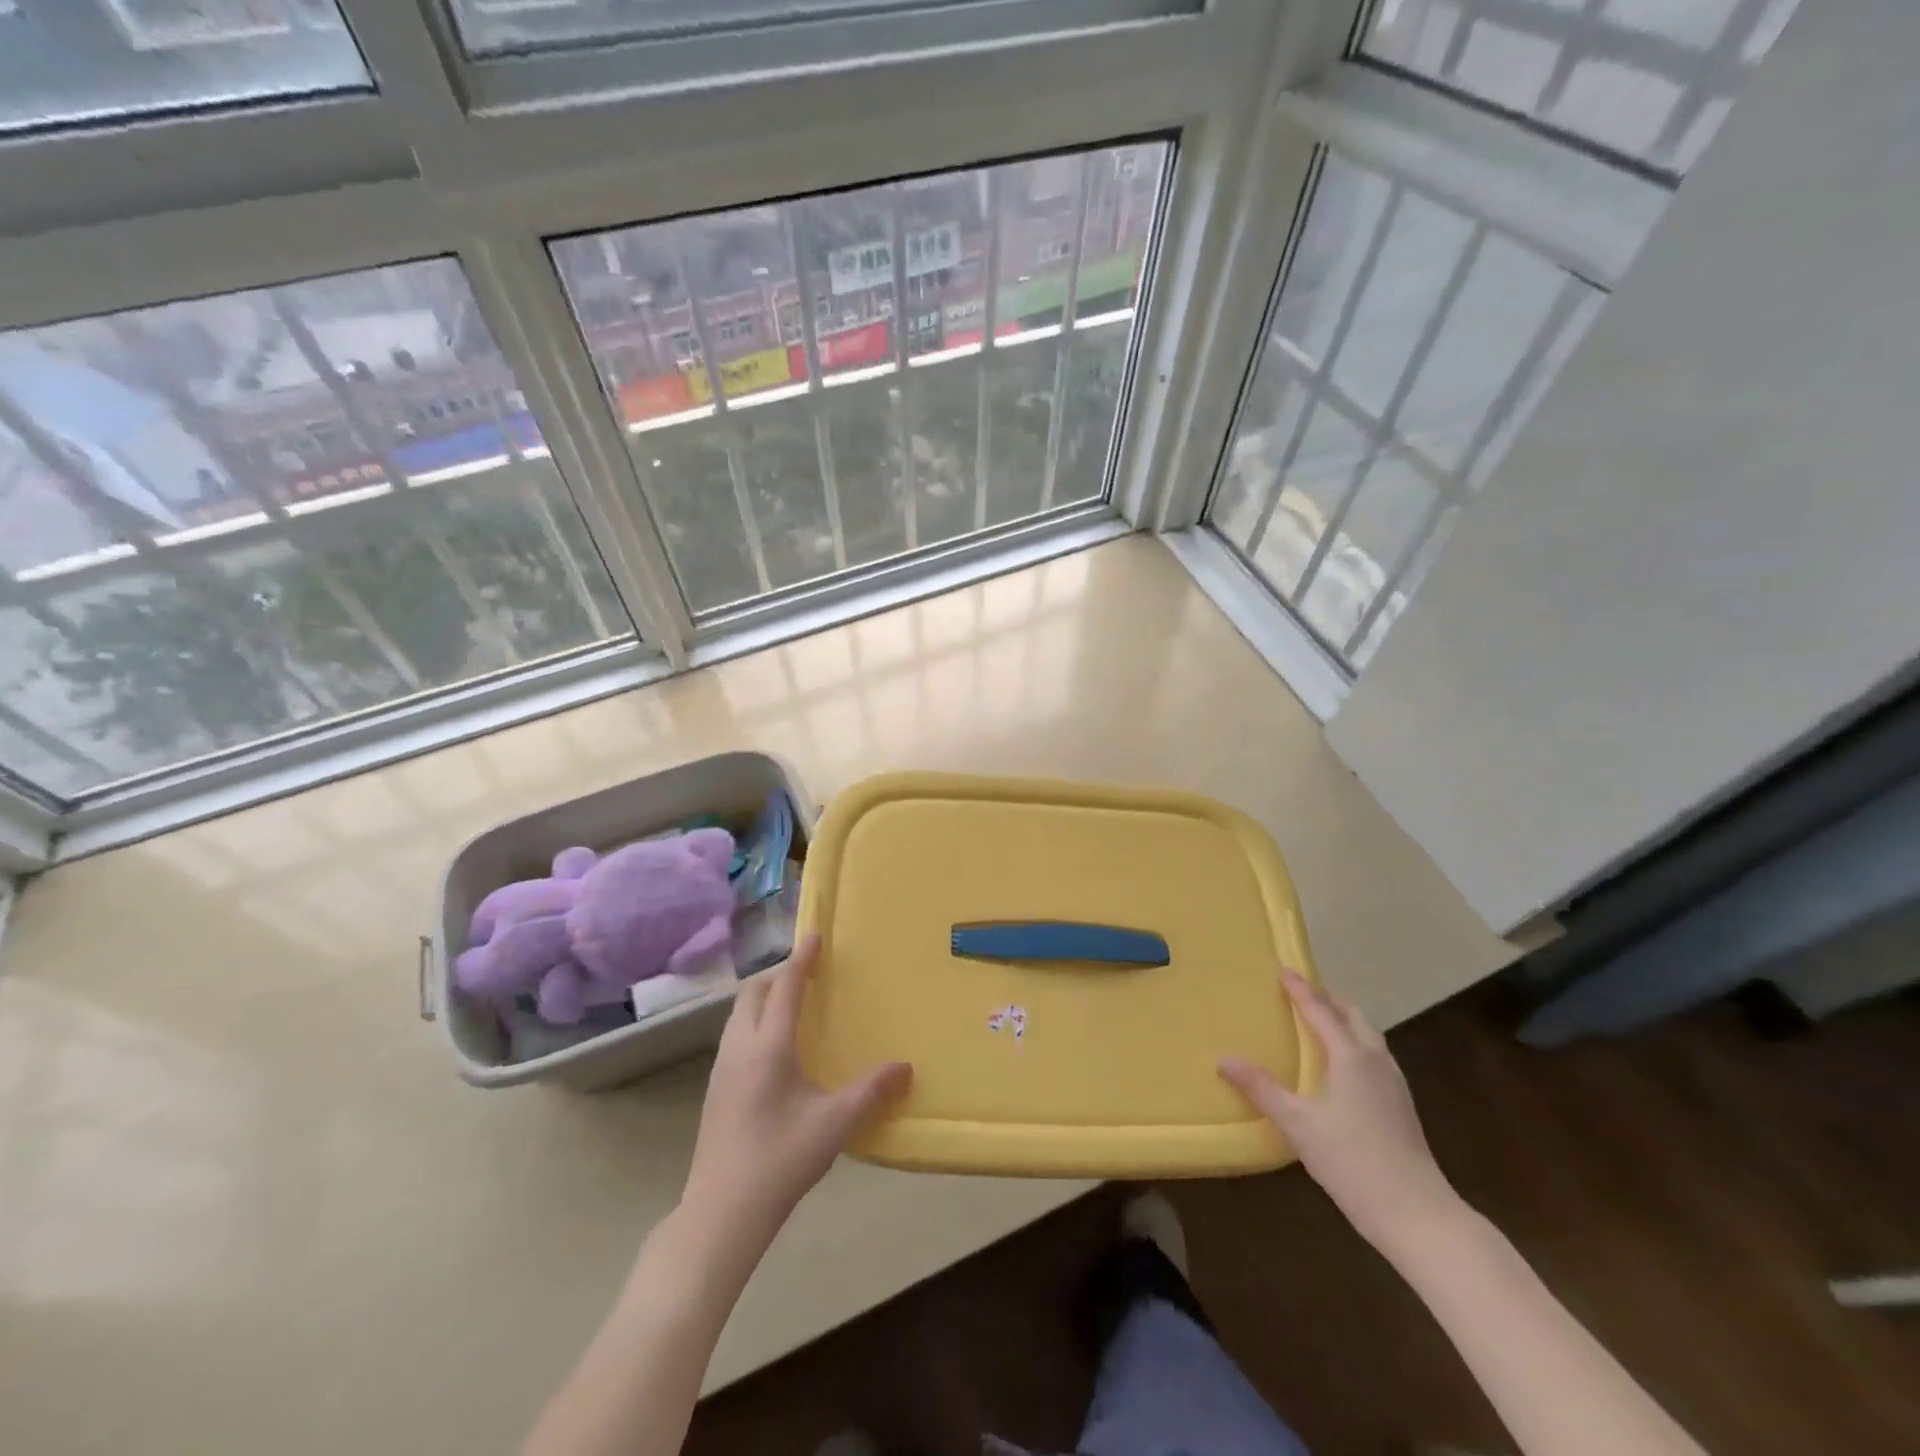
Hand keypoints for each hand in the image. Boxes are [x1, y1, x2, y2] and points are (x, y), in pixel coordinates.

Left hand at [680, 935, 910, 1247]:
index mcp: (768, 1046)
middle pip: (753, 992)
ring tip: (791, 1004)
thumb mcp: (835, 1124)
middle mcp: (740, 1047)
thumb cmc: (780, 1159)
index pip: (785, 987)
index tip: (814, 935)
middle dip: (778, 975)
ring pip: (738, 1014)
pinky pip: (734, 1035)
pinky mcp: (715, 1089)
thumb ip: (872, 1092)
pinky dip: (753, 1021)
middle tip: (808, 974)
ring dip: (763, 998)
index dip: (801, 959)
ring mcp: (721, 1068)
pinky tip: (772, 1048)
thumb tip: (906, 1067)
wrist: (720, 1212)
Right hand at [1219, 970, 1459, 1254]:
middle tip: (1303, 989)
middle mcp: (1376, 1061)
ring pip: (1368, 1035)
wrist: (1418, 1216)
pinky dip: (1354, 1041)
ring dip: (1344, 1018)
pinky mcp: (1400, 1105)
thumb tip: (1223, 1059)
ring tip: (1321, 1018)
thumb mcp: (1298, 1125)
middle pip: (1353, 1016)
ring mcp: (1393, 1083)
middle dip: (1328, 997)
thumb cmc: (1353, 1162)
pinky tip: (1342, 1063)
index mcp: (1351, 1057)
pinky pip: (1374, 1055)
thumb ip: (1261, 1088)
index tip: (1283, 968)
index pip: (1320, 1011)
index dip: (1300, 989)